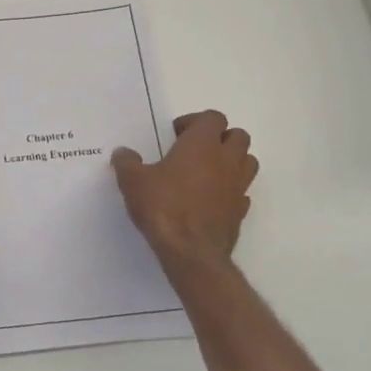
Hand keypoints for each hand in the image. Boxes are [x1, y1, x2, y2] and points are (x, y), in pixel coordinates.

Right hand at [112, 111, 258, 270]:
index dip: (195, 121)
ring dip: (232, 161)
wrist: (191, 252)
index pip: (213, 117)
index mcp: (202, 144)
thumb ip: (127, 162)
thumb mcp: (133, 182)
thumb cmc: (163, 207)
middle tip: (194, 151)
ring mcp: (238, 186)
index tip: (175, 135)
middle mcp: (226, 160)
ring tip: (206, 172)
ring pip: (248, 161)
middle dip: (220, 138)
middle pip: (238, 136)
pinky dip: (230, 190)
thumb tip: (122, 152)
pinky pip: (242, 191)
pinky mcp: (240, 211)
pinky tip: (211, 199)